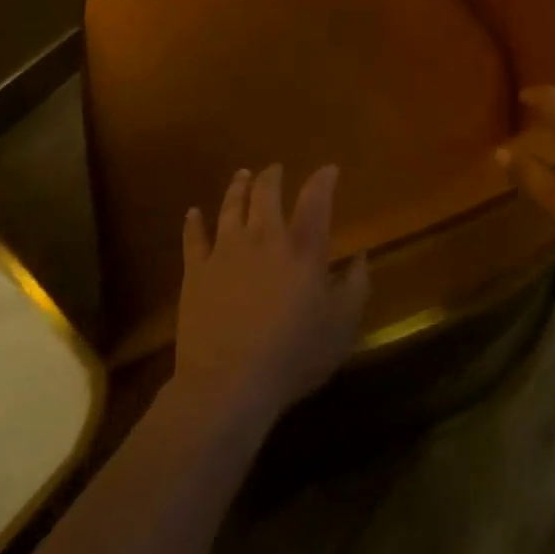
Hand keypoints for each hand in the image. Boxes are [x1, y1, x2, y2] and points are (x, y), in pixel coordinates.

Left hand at [173, 165, 369, 424]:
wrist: (228, 383)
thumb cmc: (293, 355)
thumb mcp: (341, 326)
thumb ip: (355, 286)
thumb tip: (361, 255)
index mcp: (303, 248)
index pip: (316, 200)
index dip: (323, 180)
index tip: (328, 169)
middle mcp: (265, 237)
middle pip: (267, 193)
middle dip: (272, 176)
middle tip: (275, 169)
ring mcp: (227, 250)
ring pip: (232, 206)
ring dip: (238, 187)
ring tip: (242, 175)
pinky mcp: (196, 271)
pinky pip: (193, 238)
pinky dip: (193, 222)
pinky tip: (193, 212)